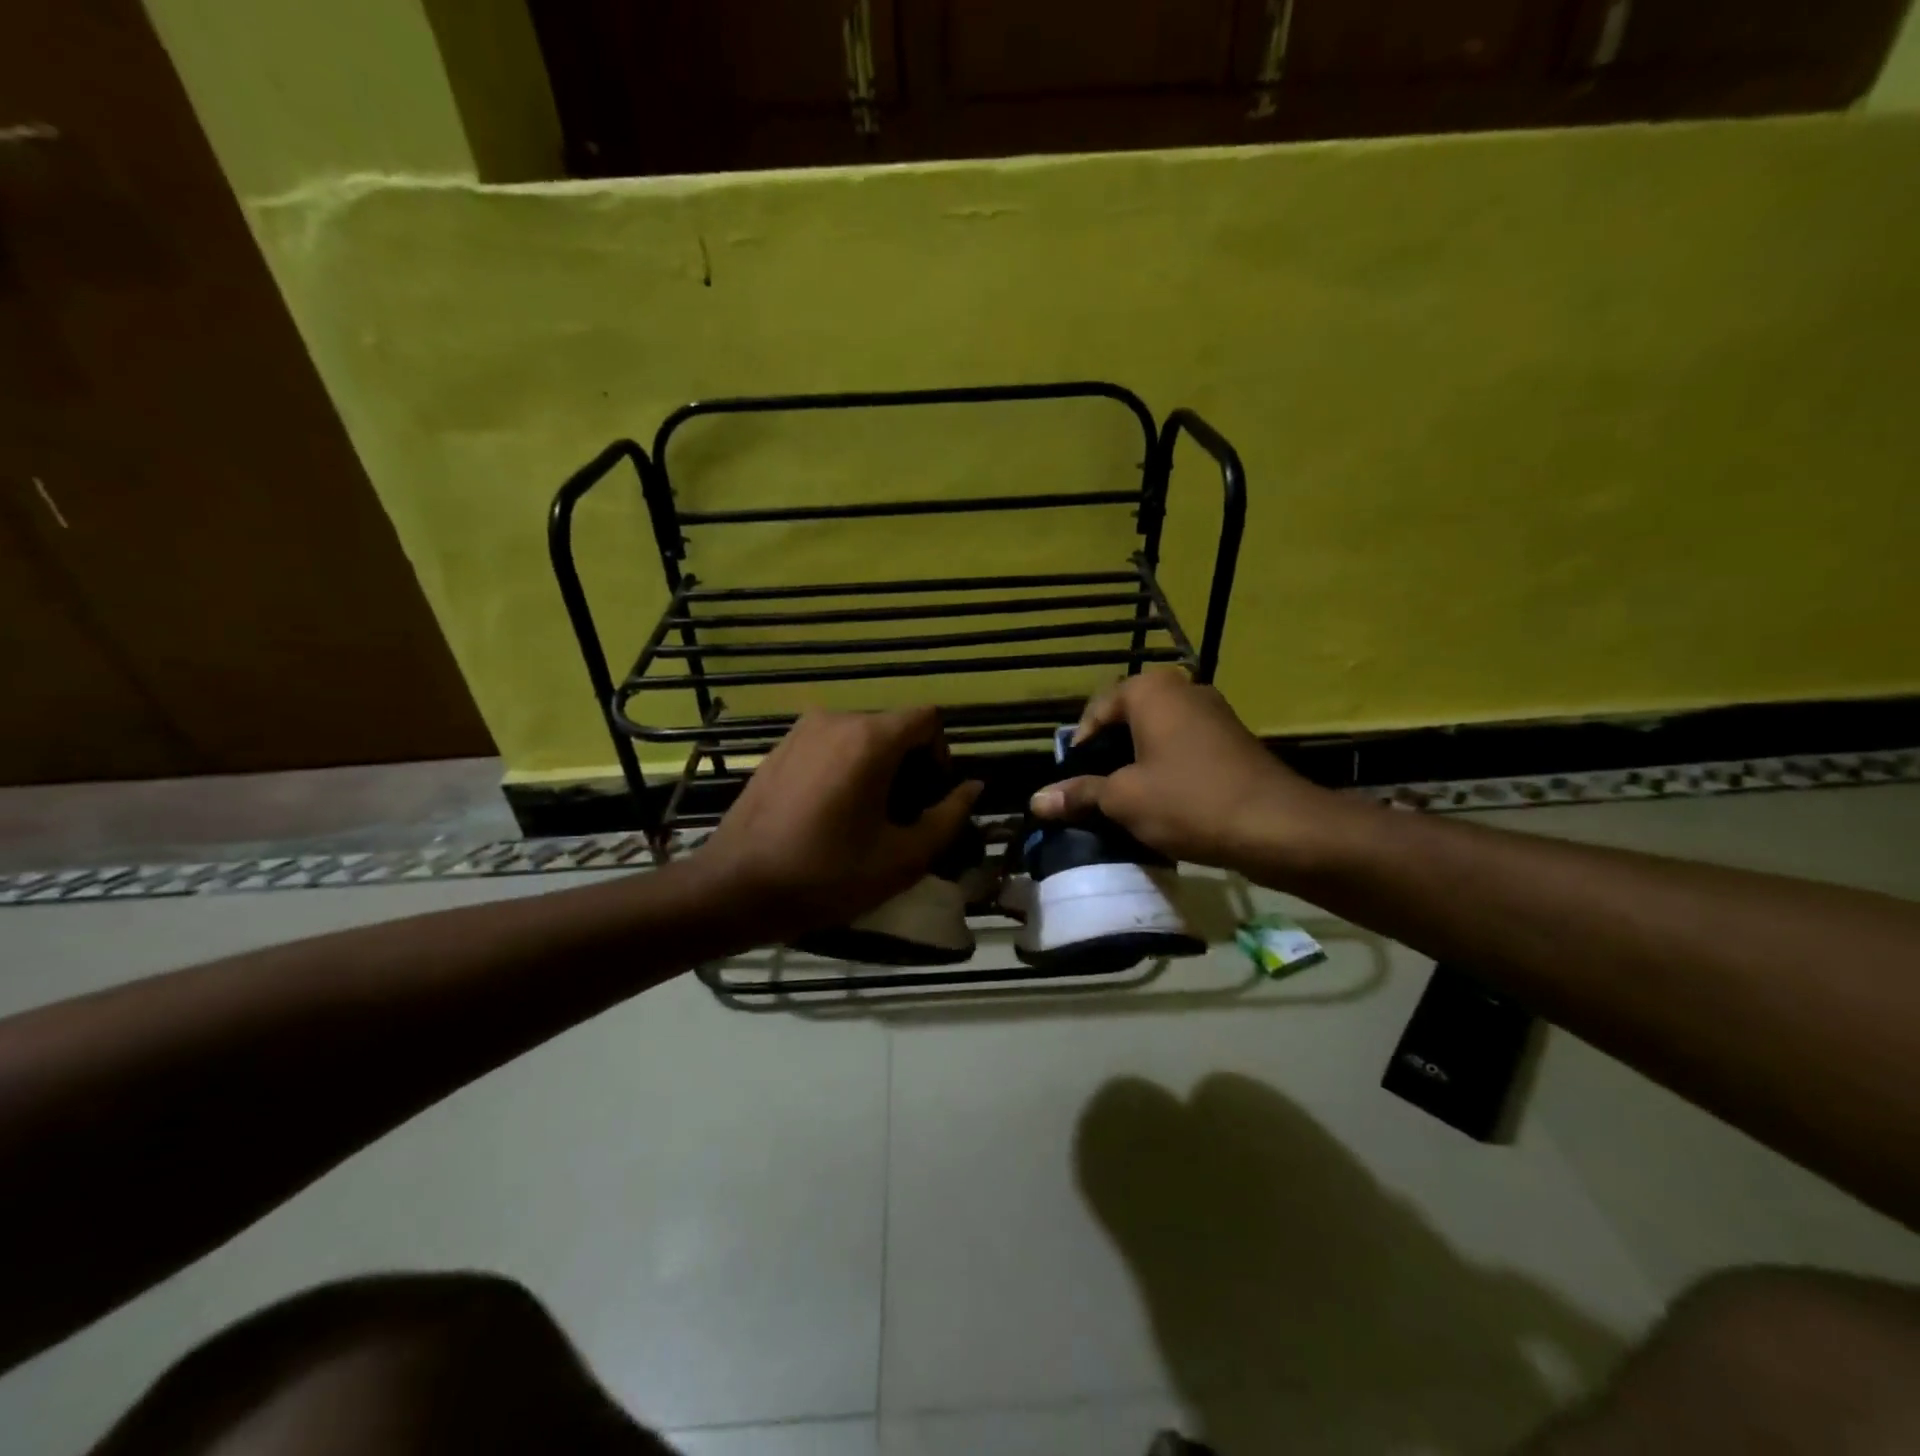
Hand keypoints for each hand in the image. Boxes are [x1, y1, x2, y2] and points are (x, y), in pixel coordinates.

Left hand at [696, 708, 981, 944]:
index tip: (930, 798)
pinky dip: (844, 769)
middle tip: (902, 817)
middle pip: (893, 728)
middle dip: (909, 766)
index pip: (927, 719)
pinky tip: (830, 814)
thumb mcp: (902, 858)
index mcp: (870, 739)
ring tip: (866, 819)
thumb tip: (974, 787)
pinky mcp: (778, 749)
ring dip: (877, 768)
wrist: (734, 888)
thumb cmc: (826, 875)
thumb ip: (948, 817)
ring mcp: (801, 731)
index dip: (941, 755)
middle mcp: (836, 720)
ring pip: (860, 737)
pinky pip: (829, 746)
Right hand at [1028, 669, 1337, 875]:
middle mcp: (1183, 690)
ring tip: (1125, 805)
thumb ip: (1079, 794)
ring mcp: (1213, 714)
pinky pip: (1184, 751)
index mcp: (1151, 690)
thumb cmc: (1189, 801)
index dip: (1079, 748)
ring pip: (1156, 738)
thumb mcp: (1124, 799)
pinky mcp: (1233, 741)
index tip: (1072, 785)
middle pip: (1127, 722)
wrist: (1278, 827)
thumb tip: (1036, 801)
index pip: (1096, 710)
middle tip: (1095, 795)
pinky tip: (1163, 807)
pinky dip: (1166, 773)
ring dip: (1136, 768)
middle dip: (1107, 758)